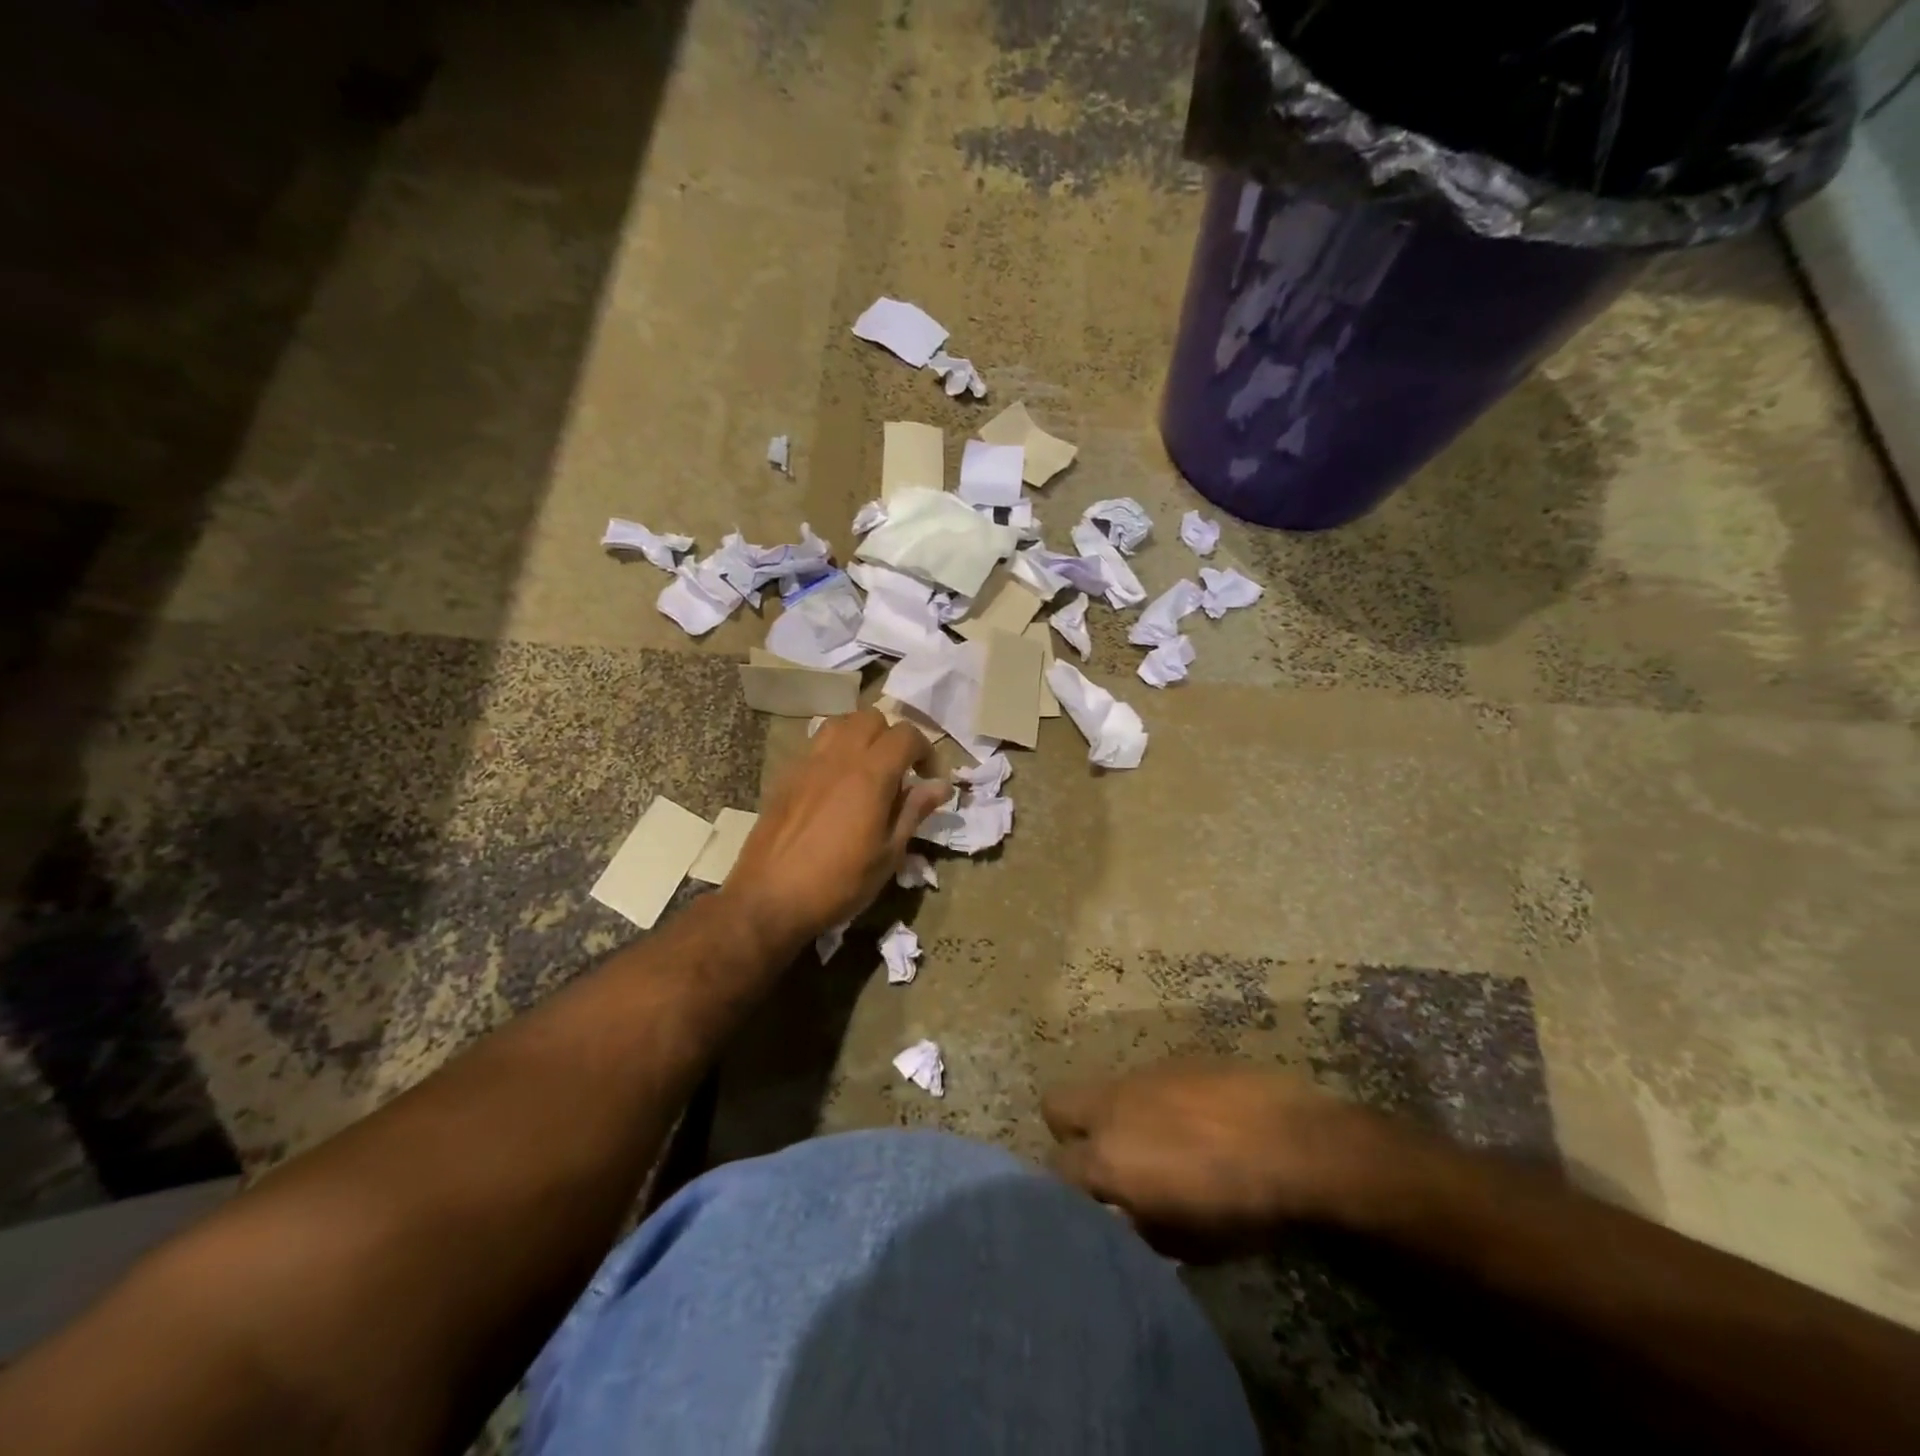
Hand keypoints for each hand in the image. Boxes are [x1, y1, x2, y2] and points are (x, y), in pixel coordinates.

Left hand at [720, 708, 949, 955]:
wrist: (769, 899)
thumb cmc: (839, 883)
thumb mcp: (888, 855)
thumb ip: (914, 812)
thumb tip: (940, 785)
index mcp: (870, 775)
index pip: (906, 735)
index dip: (926, 751)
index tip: (929, 779)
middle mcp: (839, 757)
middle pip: (872, 718)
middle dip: (893, 737)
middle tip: (900, 771)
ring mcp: (808, 763)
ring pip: (840, 724)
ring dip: (861, 736)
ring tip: (868, 769)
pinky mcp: (786, 775)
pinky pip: (816, 745)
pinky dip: (835, 751)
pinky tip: (836, 785)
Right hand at [1042, 1061, 1402, 1258]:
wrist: (1298, 1145)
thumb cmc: (1239, 1208)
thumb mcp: (1184, 1243)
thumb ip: (1138, 1227)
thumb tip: (1124, 1216)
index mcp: (1106, 1156)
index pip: (1056, 1169)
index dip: (1069, 1190)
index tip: (1090, 1205)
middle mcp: (1112, 1106)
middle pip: (1056, 1105)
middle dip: (1070, 1131)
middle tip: (1106, 1160)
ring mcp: (1143, 1075)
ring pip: (1106, 1090)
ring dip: (1119, 1115)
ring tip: (1161, 1142)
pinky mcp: (1176, 1059)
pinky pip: (1148, 1081)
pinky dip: (1157, 1101)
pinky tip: (1196, 1122)